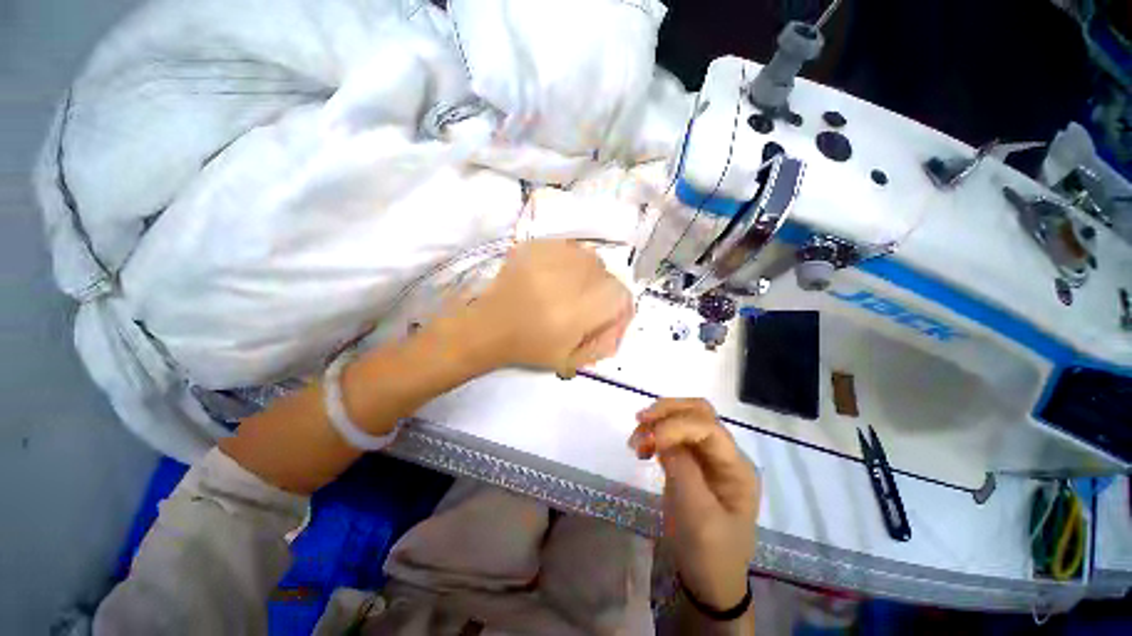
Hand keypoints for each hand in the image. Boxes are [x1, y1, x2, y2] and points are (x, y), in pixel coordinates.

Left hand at [469, 239, 632, 375]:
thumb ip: (601, 345)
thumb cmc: (528, 347)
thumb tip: (618, 327)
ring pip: (589, 257)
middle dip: (603, 291)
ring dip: (588, 274)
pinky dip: (570, 261)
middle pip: (606, 274)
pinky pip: (568, 247)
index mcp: (577, 311)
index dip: (620, 306)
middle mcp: (567, 279)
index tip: (608, 315)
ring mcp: (549, 258)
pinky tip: (556, 275)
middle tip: (587, 304)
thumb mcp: (570, 358)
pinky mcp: (534, 247)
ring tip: (571, 288)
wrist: (487, 327)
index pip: (620, 295)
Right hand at [629, 398, 759, 608]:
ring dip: (658, 421)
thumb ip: (683, 469)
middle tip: (640, 421)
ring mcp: (705, 457)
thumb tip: (661, 435)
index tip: (650, 439)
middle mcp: (723, 454)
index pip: (708, 427)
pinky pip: (671, 437)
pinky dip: (654, 435)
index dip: (677, 426)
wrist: (707, 581)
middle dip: (668, 411)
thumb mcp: (698, 514)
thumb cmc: (710, 552)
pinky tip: (641, 449)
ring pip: (682, 419)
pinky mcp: (688, 463)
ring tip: (635, 440)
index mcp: (736, 466)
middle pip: (698, 412)